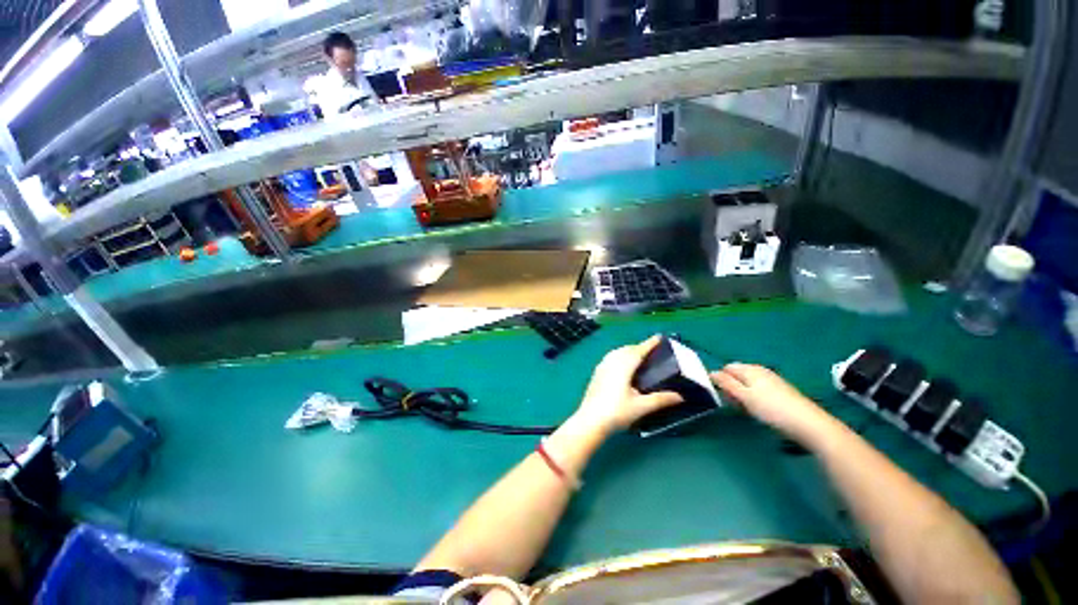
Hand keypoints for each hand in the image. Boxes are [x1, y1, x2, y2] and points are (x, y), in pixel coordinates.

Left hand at [574, 336, 683, 435]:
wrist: (590, 420)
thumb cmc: (617, 412)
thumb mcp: (641, 407)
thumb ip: (660, 400)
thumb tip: (680, 397)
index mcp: (623, 366)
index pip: (638, 351)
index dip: (649, 343)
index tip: (659, 337)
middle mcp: (611, 362)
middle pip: (627, 349)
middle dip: (639, 347)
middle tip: (652, 350)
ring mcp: (602, 366)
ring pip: (617, 352)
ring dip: (628, 351)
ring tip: (638, 357)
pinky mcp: (597, 373)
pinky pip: (610, 358)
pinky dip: (619, 356)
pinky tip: (622, 366)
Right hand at [711, 363, 835, 444]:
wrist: (809, 424)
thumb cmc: (772, 409)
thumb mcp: (744, 396)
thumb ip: (726, 383)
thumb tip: (711, 373)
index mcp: (750, 369)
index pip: (727, 368)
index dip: (721, 379)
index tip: (723, 395)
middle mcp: (760, 370)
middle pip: (737, 375)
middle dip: (732, 387)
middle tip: (735, 404)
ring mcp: (772, 380)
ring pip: (748, 383)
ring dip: (743, 394)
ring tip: (747, 409)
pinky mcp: (780, 391)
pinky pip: (759, 390)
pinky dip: (755, 398)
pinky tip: (760, 410)